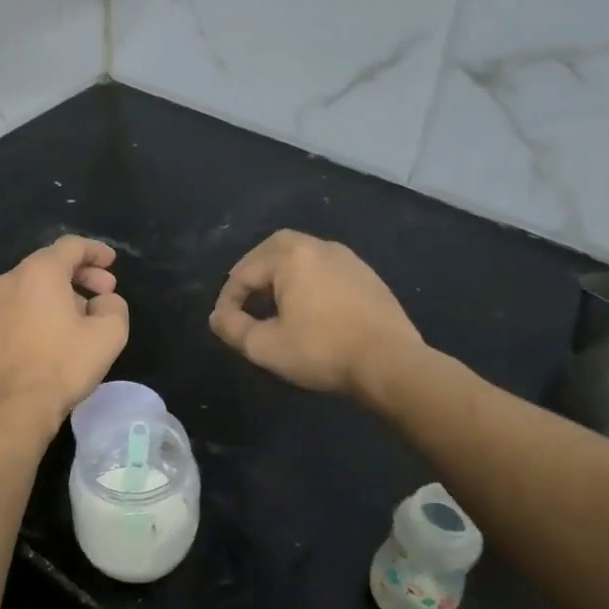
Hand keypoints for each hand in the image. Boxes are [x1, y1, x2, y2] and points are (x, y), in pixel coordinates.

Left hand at [0, 236, 128, 429]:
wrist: (12, 408)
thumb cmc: (63, 365)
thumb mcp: (108, 334)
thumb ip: (114, 306)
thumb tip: (103, 302)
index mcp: (39, 272)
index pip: (71, 246)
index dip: (96, 251)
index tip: (112, 263)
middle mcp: (9, 280)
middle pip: (49, 264)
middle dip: (81, 274)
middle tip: (104, 292)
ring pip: (31, 287)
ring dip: (59, 294)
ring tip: (81, 316)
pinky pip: (16, 308)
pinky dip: (38, 310)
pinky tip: (52, 336)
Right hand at [210, 231, 423, 397]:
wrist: (390, 362)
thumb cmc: (321, 350)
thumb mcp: (265, 346)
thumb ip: (232, 328)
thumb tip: (218, 316)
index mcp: (291, 255)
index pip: (243, 271)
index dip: (228, 299)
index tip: (225, 325)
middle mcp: (319, 246)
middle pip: (273, 251)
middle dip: (253, 275)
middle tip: (244, 303)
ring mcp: (348, 258)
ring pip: (301, 259)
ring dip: (281, 278)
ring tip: (274, 308)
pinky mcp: (367, 276)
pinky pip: (325, 271)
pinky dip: (308, 283)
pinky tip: (310, 312)